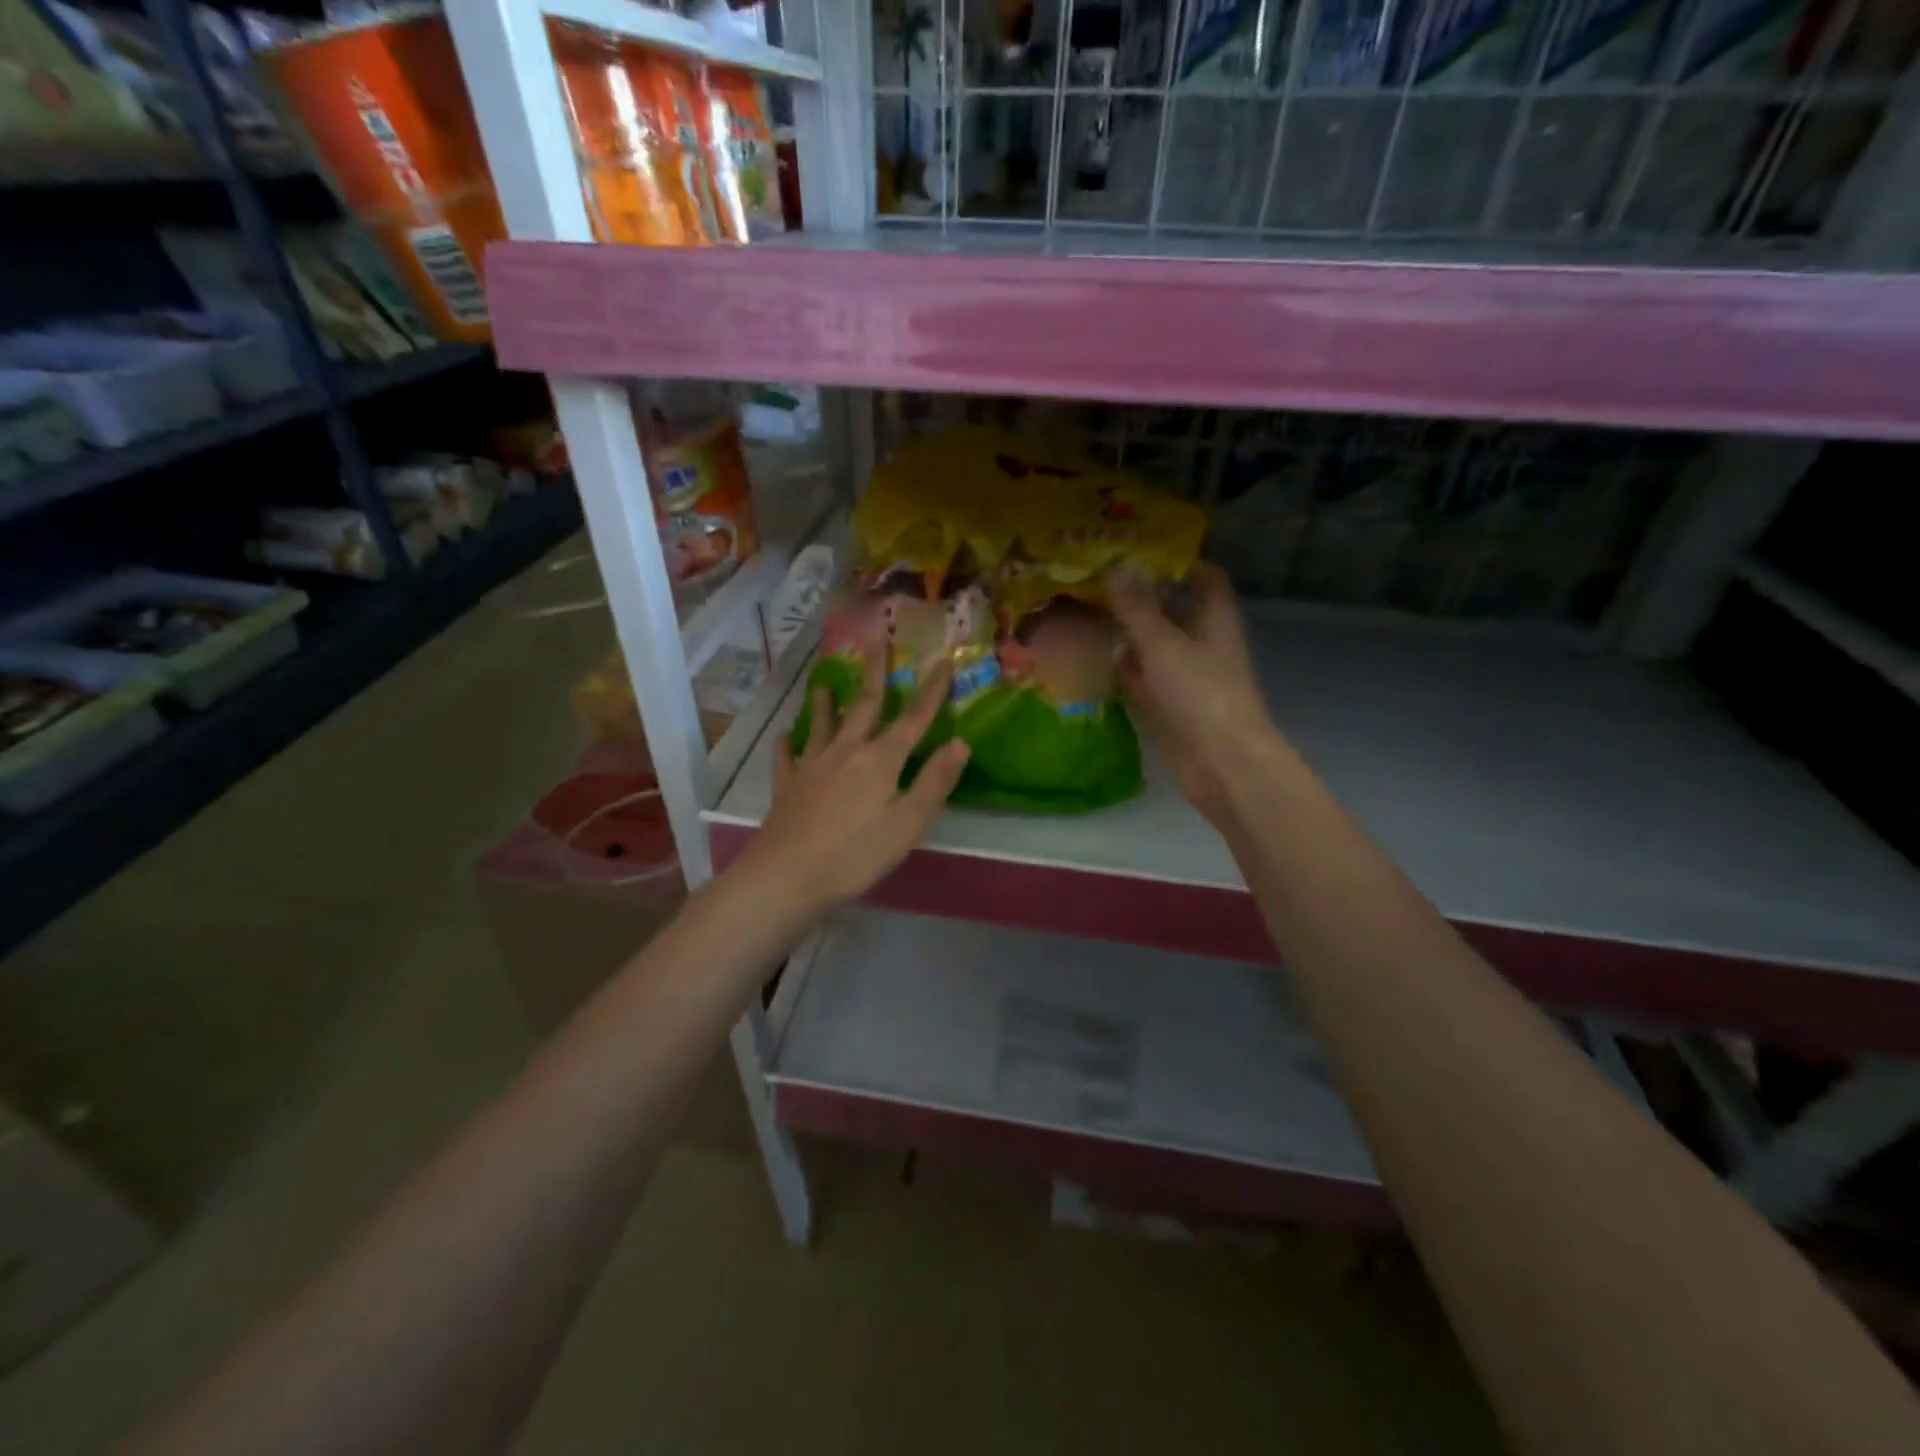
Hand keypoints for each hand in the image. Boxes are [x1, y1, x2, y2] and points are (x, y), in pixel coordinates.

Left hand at [738, 645, 969, 913]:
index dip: (931, 691)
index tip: (942, 661)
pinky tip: (783, 736)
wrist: (787, 876)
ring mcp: (812, 767)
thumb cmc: (856, 854)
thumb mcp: (908, 823)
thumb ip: (935, 782)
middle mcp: (846, 752)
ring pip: (822, 726)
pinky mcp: (788, 787)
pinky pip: (787, 758)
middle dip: (875, 674)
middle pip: (864, 706)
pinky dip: (787, 745)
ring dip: (826, 703)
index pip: (913, 719)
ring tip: (823, 683)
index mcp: (881, 760)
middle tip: (877, 642)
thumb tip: (960, 743)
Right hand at [1108, 563, 1280, 828]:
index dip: (1180, 564)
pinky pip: (1142, 681)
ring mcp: (1186, 680)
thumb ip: (1137, 608)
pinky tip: (1090, 663)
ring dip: (1126, 636)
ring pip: (1154, 649)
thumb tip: (1117, 564)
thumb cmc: (1200, 694)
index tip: (1141, 552)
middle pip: (1174, 613)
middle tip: (1097, 584)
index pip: (1205, 580)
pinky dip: (1121, 671)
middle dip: (1140, 600)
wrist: (1221, 764)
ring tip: (1084, 617)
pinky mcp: (1170, 709)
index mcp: (1215, 621)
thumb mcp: (1164, 644)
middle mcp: (1203, 646)